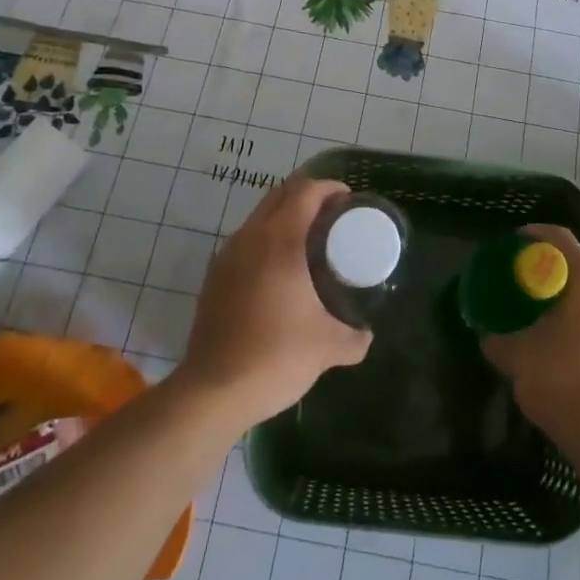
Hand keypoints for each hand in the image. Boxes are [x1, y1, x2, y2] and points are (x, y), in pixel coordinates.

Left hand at [178, 174, 372, 426]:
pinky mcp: (215, 277)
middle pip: (281, 194)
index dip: (330, 187)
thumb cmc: (275, 356)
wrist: (213, 392)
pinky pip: (246, 241)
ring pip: (260, 216)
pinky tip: (281, 271)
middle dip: (308, 195)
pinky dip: (267, 239)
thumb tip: (366, 335)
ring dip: (285, 216)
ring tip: (310, 241)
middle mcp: (251, 237)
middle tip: (334, 216)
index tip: (349, 201)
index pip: (306, 190)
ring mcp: (228, 255)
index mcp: (281, 239)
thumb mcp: (328, 347)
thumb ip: (354, 337)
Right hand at [480, 225, 579, 439]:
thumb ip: (498, 339)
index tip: (514, 244)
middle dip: (551, 272)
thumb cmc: (563, 381)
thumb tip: (486, 335)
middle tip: (525, 285)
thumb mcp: (517, 356)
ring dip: (569, 298)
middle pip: (578, 266)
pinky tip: (566, 344)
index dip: (534, 234)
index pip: (559, 238)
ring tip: (543, 317)